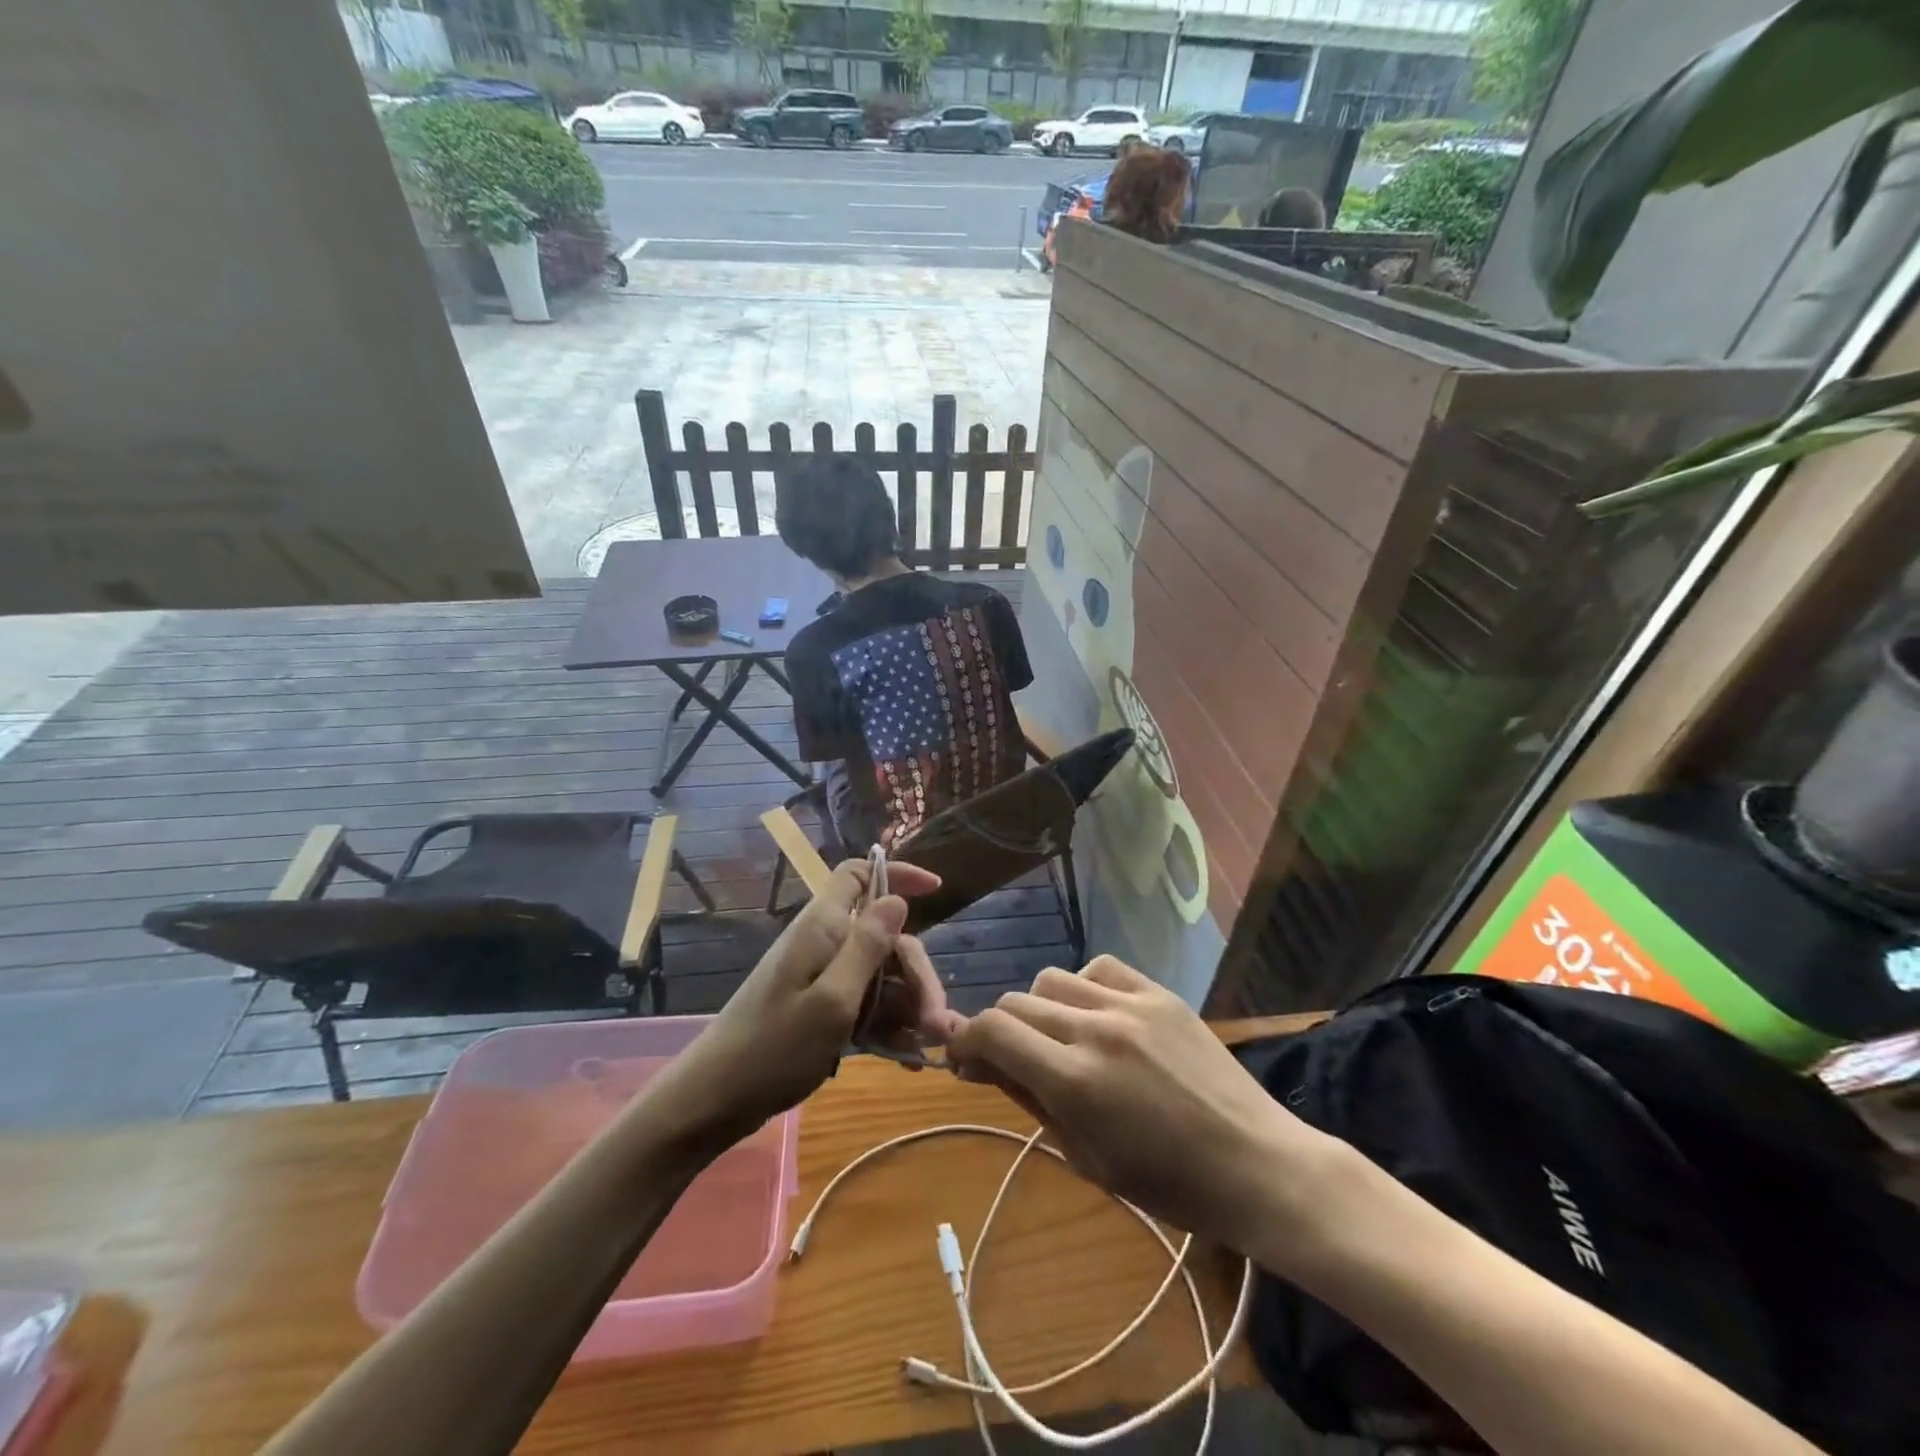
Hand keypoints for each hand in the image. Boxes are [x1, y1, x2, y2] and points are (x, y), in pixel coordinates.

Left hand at [653, 858, 954, 1150]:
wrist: (716, 1101)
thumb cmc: (773, 1048)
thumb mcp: (832, 1000)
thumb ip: (867, 947)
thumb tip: (897, 899)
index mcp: (822, 927)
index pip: (859, 874)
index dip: (897, 874)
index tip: (937, 890)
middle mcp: (824, 944)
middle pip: (886, 936)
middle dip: (916, 973)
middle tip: (936, 1022)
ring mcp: (822, 977)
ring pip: (882, 974)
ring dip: (909, 1006)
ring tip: (927, 1046)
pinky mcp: (821, 1008)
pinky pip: (866, 1004)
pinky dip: (889, 1026)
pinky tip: (908, 1058)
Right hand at [947, 956, 1331, 1251]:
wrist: (1255, 1162)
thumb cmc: (1168, 1183)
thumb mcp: (1086, 1156)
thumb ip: (1030, 1100)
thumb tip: (983, 1063)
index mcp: (1074, 1081)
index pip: (992, 1030)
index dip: (966, 1040)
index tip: (964, 1057)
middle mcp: (1095, 1029)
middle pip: (1016, 1002)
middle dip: (1000, 1030)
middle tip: (1009, 1058)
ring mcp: (1130, 1003)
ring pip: (1051, 980)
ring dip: (1040, 1009)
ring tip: (1060, 1037)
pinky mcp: (1159, 992)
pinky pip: (1099, 967)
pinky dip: (1083, 987)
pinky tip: (1097, 1013)